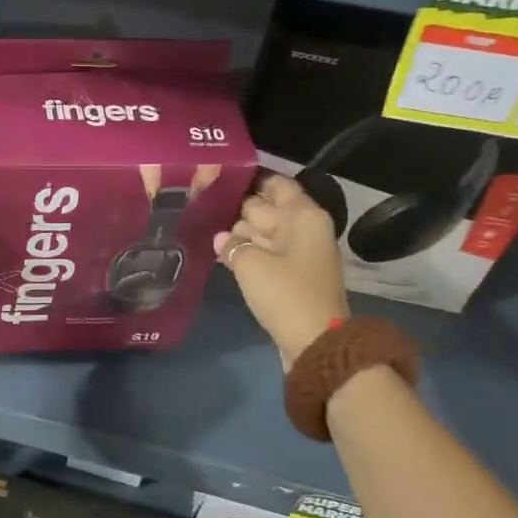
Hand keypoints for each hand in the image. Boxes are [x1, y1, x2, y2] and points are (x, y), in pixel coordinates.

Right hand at [214, 173, 349, 369]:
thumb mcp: (250, 263)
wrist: (314, 341)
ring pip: (264, 232)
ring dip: (239, 231)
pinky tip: (219, 251)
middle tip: (203, 200)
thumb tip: (221, 237)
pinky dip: (245, 251)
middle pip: (268, 208)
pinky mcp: (290, 276)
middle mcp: (303, 229)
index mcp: (303, 216)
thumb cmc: (285, 292)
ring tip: (204, 223)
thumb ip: (231, 243)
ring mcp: (298, 254)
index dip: (251, 178)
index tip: (221, 175)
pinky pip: (265, 254)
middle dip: (239, 206)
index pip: (277, 185)